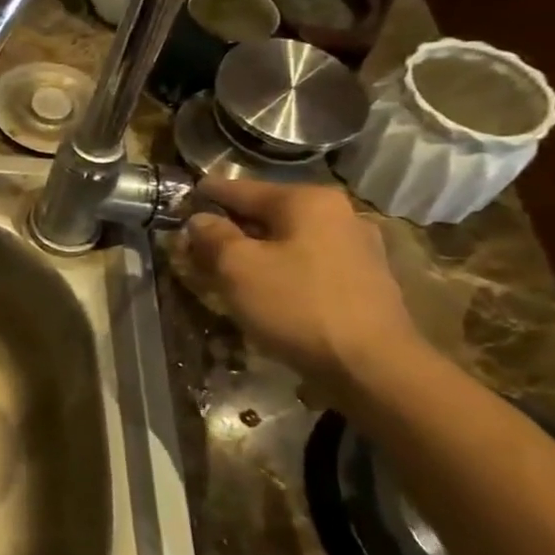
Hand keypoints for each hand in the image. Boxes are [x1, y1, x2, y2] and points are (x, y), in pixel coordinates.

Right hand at [184, 177, 423, 395]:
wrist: (373, 366)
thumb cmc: (297, 305)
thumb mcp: (237, 268)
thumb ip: (212, 236)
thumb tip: (200, 220)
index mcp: (306, 200)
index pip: (240, 188)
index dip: (206, 195)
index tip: (181, 201)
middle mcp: (337, 213)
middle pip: (267, 213)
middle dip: (231, 228)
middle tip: (197, 244)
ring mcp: (357, 247)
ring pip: (288, 240)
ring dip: (256, 251)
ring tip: (227, 270)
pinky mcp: (365, 280)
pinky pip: (308, 263)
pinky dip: (282, 269)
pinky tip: (266, 290)